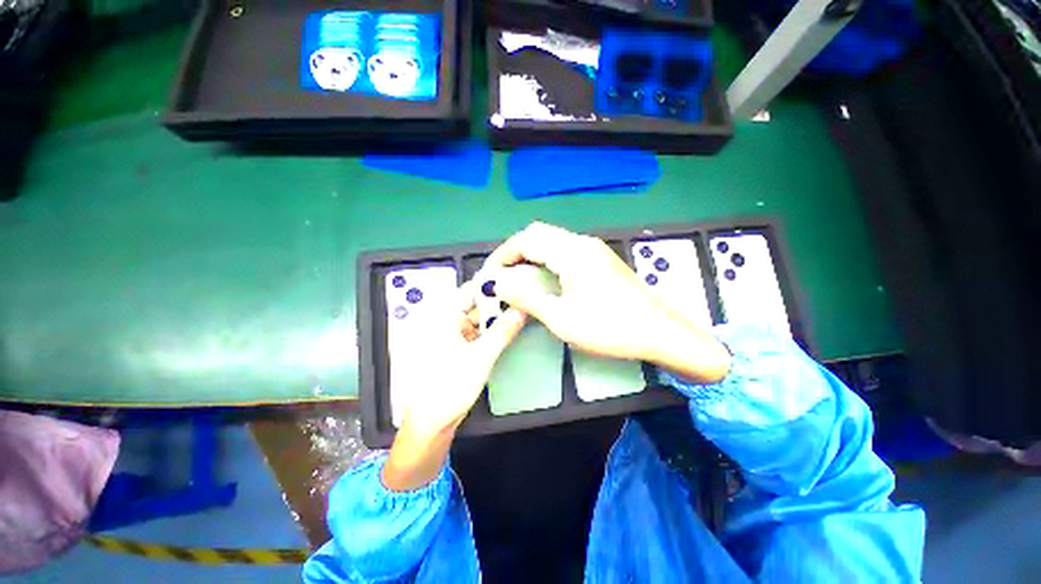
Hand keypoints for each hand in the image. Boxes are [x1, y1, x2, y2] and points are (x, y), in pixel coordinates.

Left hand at [398, 288, 526, 436]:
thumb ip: (503, 331)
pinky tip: (505, 331)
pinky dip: (488, 332)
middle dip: (497, 304)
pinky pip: (474, 333)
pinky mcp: (454, 350)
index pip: (468, 290)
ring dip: (494, 319)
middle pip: (473, 305)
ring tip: (517, 313)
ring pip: (475, 320)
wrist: (430, 424)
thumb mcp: (481, 356)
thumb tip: (521, 310)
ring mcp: (448, 337)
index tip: (514, 284)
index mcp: (442, 318)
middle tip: (521, 300)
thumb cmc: (450, 386)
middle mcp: (443, 322)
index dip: (491, 286)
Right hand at [486, 222, 730, 382]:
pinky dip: (545, 262)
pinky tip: (544, 281)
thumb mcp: (561, 318)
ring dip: (530, 257)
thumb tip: (496, 282)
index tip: (489, 276)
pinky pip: (564, 252)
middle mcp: (582, 243)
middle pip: (538, 235)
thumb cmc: (610, 328)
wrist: (661, 333)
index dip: (502, 255)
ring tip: (518, 281)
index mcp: (572, 252)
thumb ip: (526, 296)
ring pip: (551, 242)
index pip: (526, 239)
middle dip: (514, 253)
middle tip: (502, 277)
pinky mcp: (600, 261)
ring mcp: (593, 250)